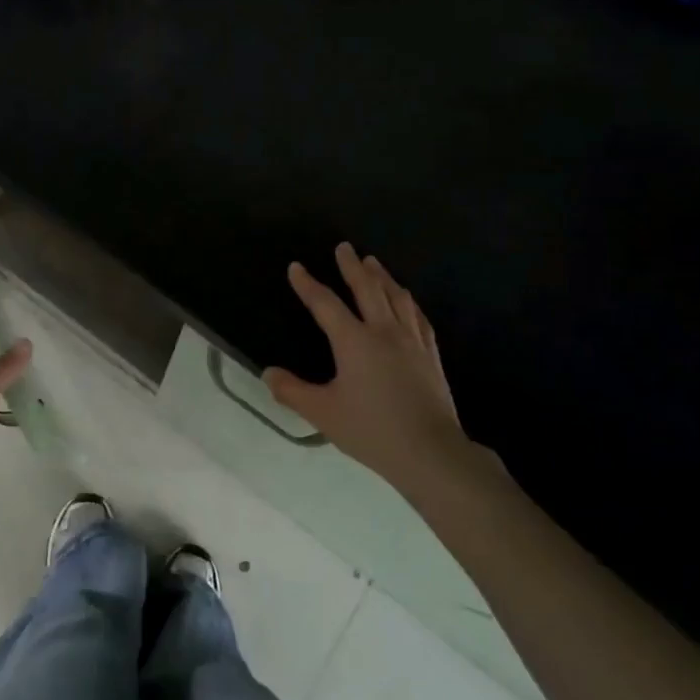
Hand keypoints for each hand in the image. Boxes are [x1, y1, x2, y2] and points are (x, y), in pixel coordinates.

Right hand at [264, 244, 481, 499]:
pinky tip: (407, 299)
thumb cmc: (372, 431)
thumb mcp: (323, 413)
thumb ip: (292, 391)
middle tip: (344, 247)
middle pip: (366, 288)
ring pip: (396, 297)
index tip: (296, 267)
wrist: (431, 452)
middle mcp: (383, 331)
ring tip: (373, 262)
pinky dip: (409, 302)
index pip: (325, 304)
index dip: (308, 284)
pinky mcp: (431, 355)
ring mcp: (412, 341)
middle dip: (352, 266)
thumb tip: (268, 373)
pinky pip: (419, 318)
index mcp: (354, 341)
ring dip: (382, 276)